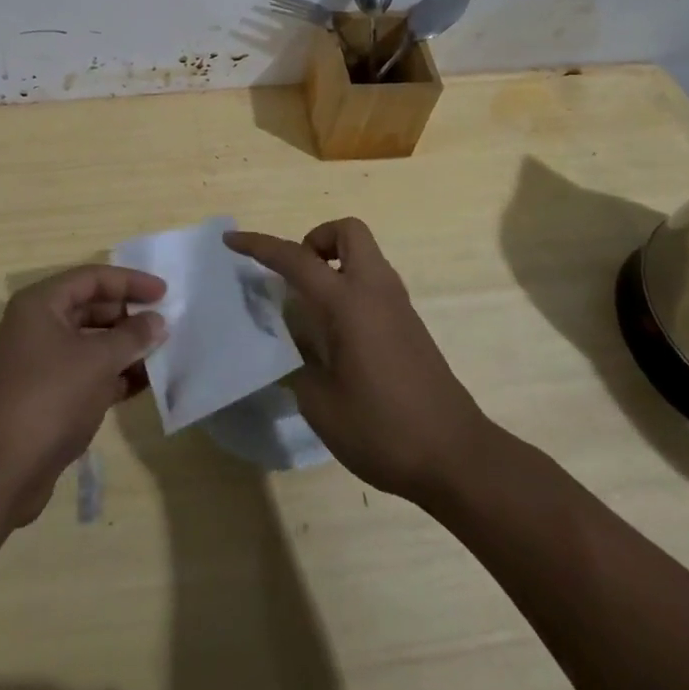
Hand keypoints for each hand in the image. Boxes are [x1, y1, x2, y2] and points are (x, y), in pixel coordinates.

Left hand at [0, 265, 167, 527]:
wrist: (0, 472)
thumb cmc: (50, 399)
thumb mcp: (98, 361)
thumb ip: (132, 337)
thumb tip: (157, 321)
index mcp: (40, 305)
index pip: (92, 278)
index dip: (130, 282)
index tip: (164, 292)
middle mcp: (35, 326)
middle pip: (89, 308)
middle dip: (128, 316)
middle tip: (164, 324)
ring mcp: (37, 363)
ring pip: (88, 344)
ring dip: (122, 348)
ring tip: (161, 354)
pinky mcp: (43, 397)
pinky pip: (83, 373)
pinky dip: (110, 375)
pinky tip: (142, 385)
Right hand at [226, 218, 494, 505]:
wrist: (456, 457)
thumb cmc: (383, 429)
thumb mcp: (320, 404)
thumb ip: (297, 363)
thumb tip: (289, 343)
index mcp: (348, 302)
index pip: (296, 258)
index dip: (260, 246)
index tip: (232, 241)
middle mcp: (375, 290)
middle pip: (348, 231)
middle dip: (316, 239)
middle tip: (297, 278)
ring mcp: (398, 305)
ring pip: (363, 255)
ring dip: (334, 263)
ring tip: (311, 308)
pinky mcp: (410, 325)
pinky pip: (373, 282)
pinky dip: (349, 287)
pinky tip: (337, 334)